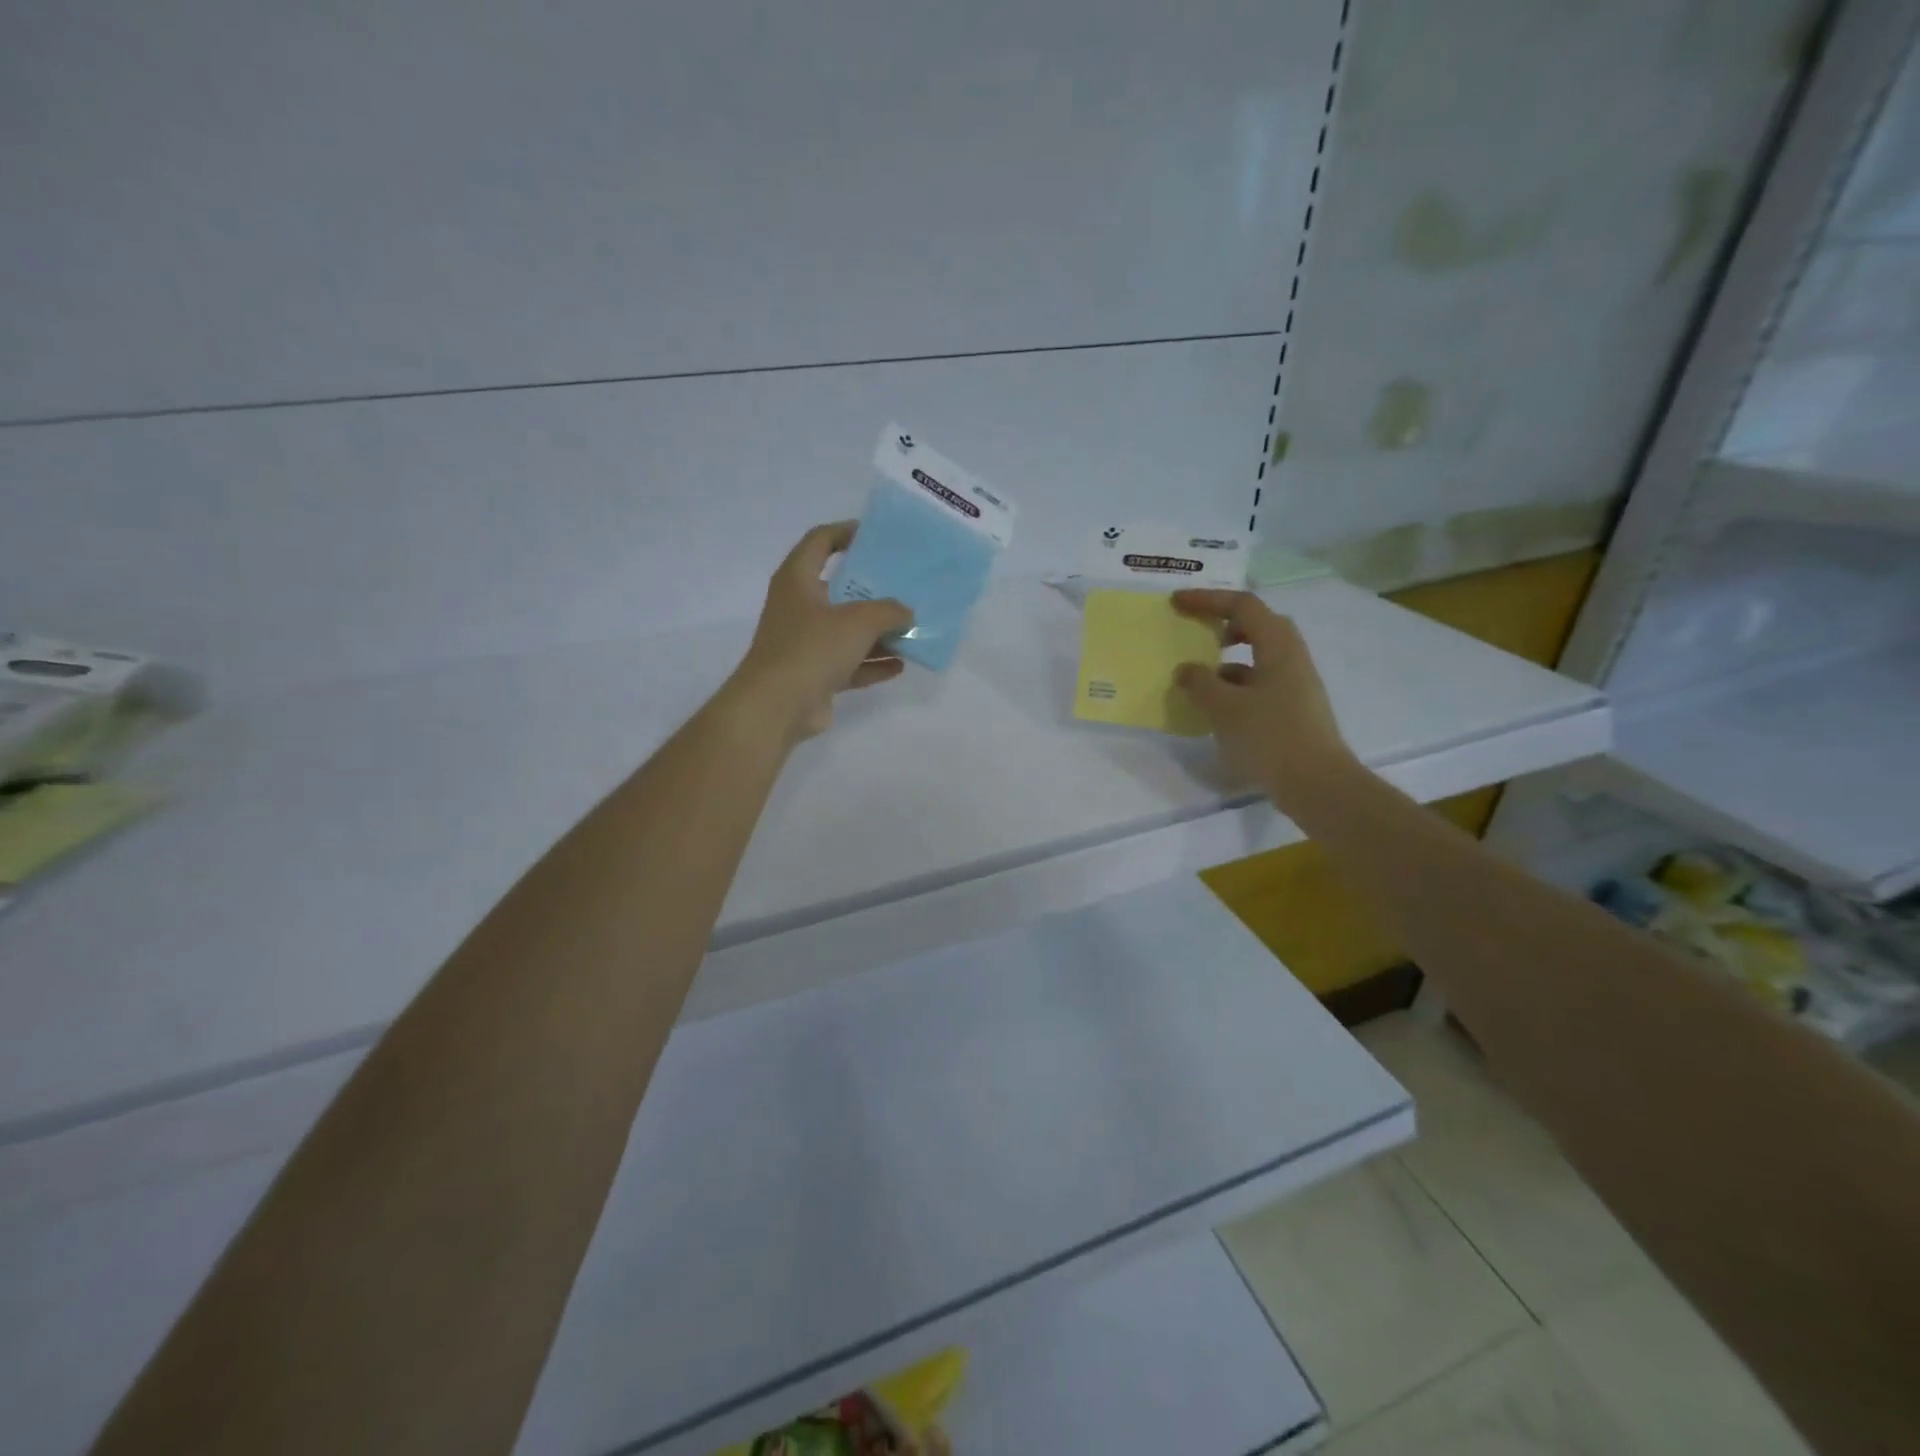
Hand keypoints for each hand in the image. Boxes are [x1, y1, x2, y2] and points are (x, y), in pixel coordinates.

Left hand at [724, 521, 912, 742]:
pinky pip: (849, 663)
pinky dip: (872, 663)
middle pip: (839, 589)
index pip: (819, 542)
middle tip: (904, 585)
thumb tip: (907, 613)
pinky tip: (901, 665)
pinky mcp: (814, 675)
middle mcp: (798, 608)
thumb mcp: (859, 621)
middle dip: (872, 589)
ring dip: (877, 632)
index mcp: (798, 580)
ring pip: (846, 630)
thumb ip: (889, 611)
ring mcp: (805, 643)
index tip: (875, 536)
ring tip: (910, 628)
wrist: (778, 706)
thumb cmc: (813, 648)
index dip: (845, 532)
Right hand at [1171, 589, 1353, 809]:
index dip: (1208, 600)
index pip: (1243, 606)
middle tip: (1196, 632)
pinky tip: (1217, 708)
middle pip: (1258, 625)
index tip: (1176, 603)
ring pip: (1259, 656)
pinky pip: (1260, 683)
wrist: (1317, 784)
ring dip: (1227, 658)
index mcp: (1279, 646)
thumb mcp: (1224, 708)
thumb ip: (1200, 682)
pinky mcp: (1294, 709)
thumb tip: (1186, 670)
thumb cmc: (1270, 737)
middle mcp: (1292, 658)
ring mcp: (1296, 684)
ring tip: (1199, 677)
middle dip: (1223, 623)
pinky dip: (1236, 685)